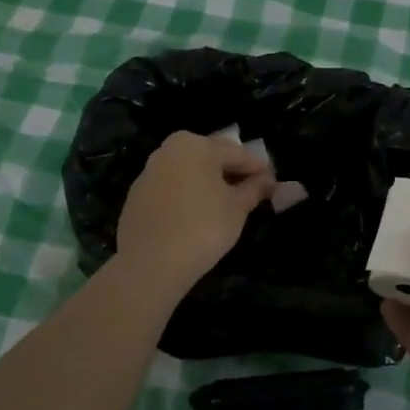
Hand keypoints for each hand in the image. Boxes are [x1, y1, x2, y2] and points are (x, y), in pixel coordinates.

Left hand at [115, 130, 274, 296]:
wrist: (150, 264)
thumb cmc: (203, 227)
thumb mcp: (237, 208)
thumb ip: (254, 189)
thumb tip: (268, 180)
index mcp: (195, 145)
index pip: (236, 153)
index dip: (258, 168)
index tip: (273, 181)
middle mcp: (168, 150)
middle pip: (209, 158)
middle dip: (231, 172)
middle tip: (251, 191)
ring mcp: (148, 173)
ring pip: (187, 173)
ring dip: (207, 184)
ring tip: (225, 205)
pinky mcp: (136, 197)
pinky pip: (170, 190)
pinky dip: (186, 197)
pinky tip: (196, 217)